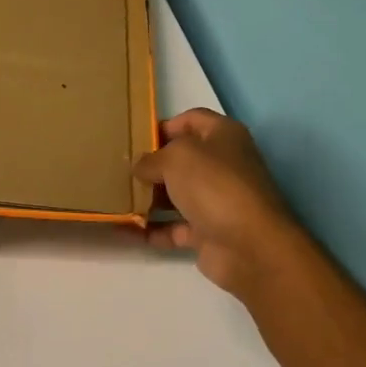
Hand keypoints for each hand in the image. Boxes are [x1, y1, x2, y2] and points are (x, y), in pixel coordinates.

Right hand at [133, 108, 303, 296]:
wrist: (250, 247)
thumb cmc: (214, 185)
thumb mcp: (175, 158)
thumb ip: (151, 159)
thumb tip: (140, 168)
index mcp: (223, 136)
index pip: (190, 120)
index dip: (163, 126)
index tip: (134, 138)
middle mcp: (223, 165)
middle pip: (181, 159)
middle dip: (151, 166)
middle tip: (119, 170)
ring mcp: (217, 200)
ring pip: (176, 195)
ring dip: (148, 199)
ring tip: (115, 198)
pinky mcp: (209, 232)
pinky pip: (173, 227)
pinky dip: (151, 230)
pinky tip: (124, 230)